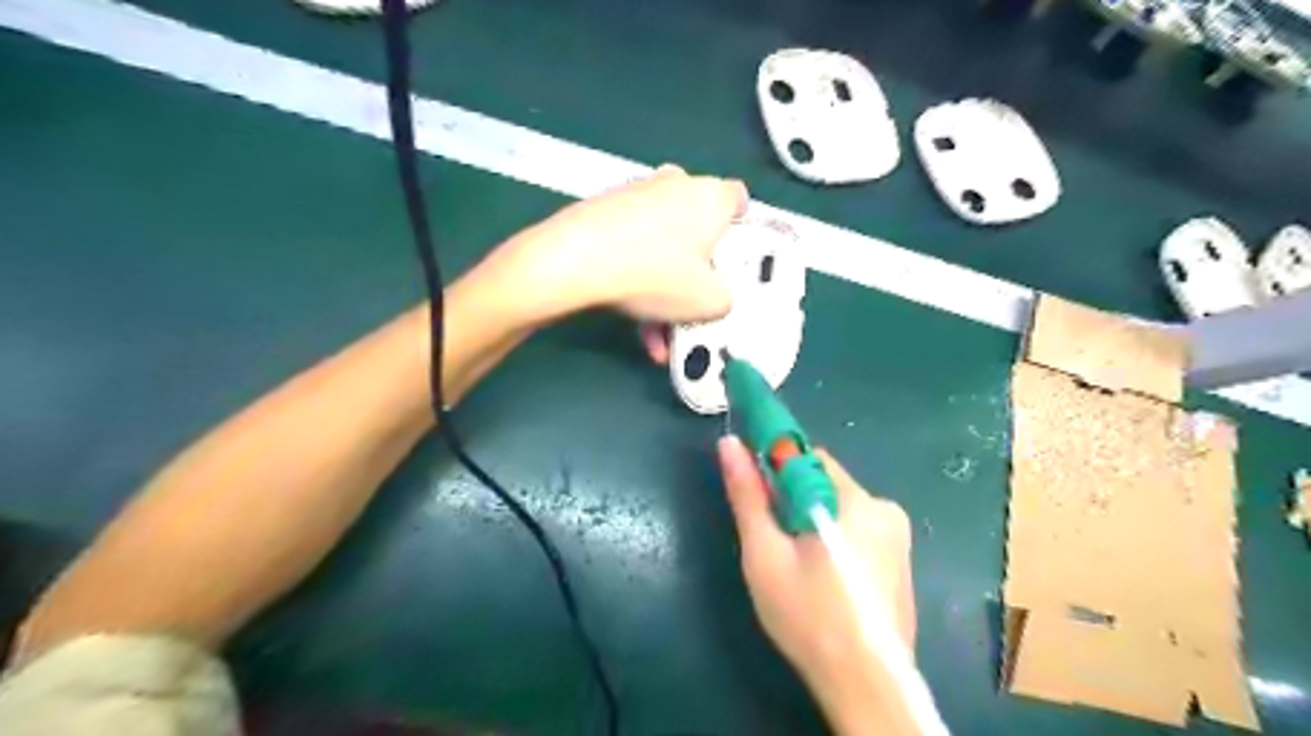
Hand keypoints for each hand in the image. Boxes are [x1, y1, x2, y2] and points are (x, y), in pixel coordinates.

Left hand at [480, 165, 747, 321]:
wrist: (576, 260)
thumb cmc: (655, 273)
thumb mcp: (709, 301)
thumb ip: (726, 299)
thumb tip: (718, 298)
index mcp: (711, 196)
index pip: (741, 202)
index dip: (741, 231)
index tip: (733, 261)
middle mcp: (677, 184)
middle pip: (698, 228)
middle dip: (696, 270)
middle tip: (692, 303)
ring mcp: (637, 193)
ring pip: (663, 245)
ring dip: (664, 287)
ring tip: (658, 334)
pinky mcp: (605, 209)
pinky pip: (634, 246)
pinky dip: (638, 279)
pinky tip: (634, 323)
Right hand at [716, 437, 920, 735]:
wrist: (866, 688)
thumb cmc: (808, 618)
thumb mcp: (765, 555)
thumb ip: (748, 496)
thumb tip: (729, 444)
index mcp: (856, 502)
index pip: (808, 457)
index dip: (776, 468)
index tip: (756, 494)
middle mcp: (885, 509)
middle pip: (824, 483)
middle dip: (793, 501)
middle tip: (773, 541)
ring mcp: (898, 537)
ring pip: (839, 508)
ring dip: (812, 522)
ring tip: (795, 566)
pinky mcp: (901, 561)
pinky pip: (857, 531)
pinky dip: (834, 540)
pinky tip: (822, 580)